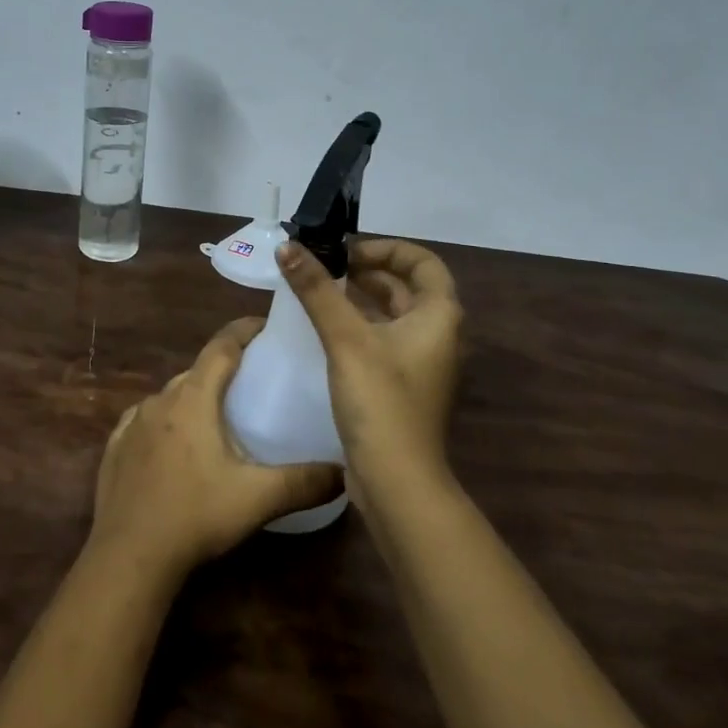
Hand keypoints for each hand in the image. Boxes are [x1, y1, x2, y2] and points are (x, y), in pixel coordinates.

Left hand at [90, 317, 343, 577]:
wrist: (129, 555)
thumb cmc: (195, 515)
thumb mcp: (257, 498)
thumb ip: (304, 482)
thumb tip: (345, 472)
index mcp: (193, 398)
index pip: (221, 347)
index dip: (244, 331)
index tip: (265, 326)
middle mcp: (160, 400)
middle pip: (196, 372)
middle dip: (222, 370)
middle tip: (251, 383)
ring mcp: (132, 423)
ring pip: (170, 398)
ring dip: (193, 399)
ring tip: (217, 419)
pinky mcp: (115, 448)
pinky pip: (145, 422)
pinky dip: (165, 424)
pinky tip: (174, 446)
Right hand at [275, 237, 463, 480]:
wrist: (397, 481)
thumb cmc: (380, 401)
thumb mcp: (346, 339)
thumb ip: (316, 291)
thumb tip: (288, 246)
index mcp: (439, 316)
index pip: (422, 261)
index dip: (385, 248)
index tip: (345, 251)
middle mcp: (438, 335)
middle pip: (406, 287)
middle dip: (366, 271)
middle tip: (323, 267)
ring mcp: (422, 363)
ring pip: (393, 315)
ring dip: (361, 299)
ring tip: (320, 293)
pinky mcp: (404, 387)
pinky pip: (384, 341)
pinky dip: (360, 327)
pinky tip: (326, 332)